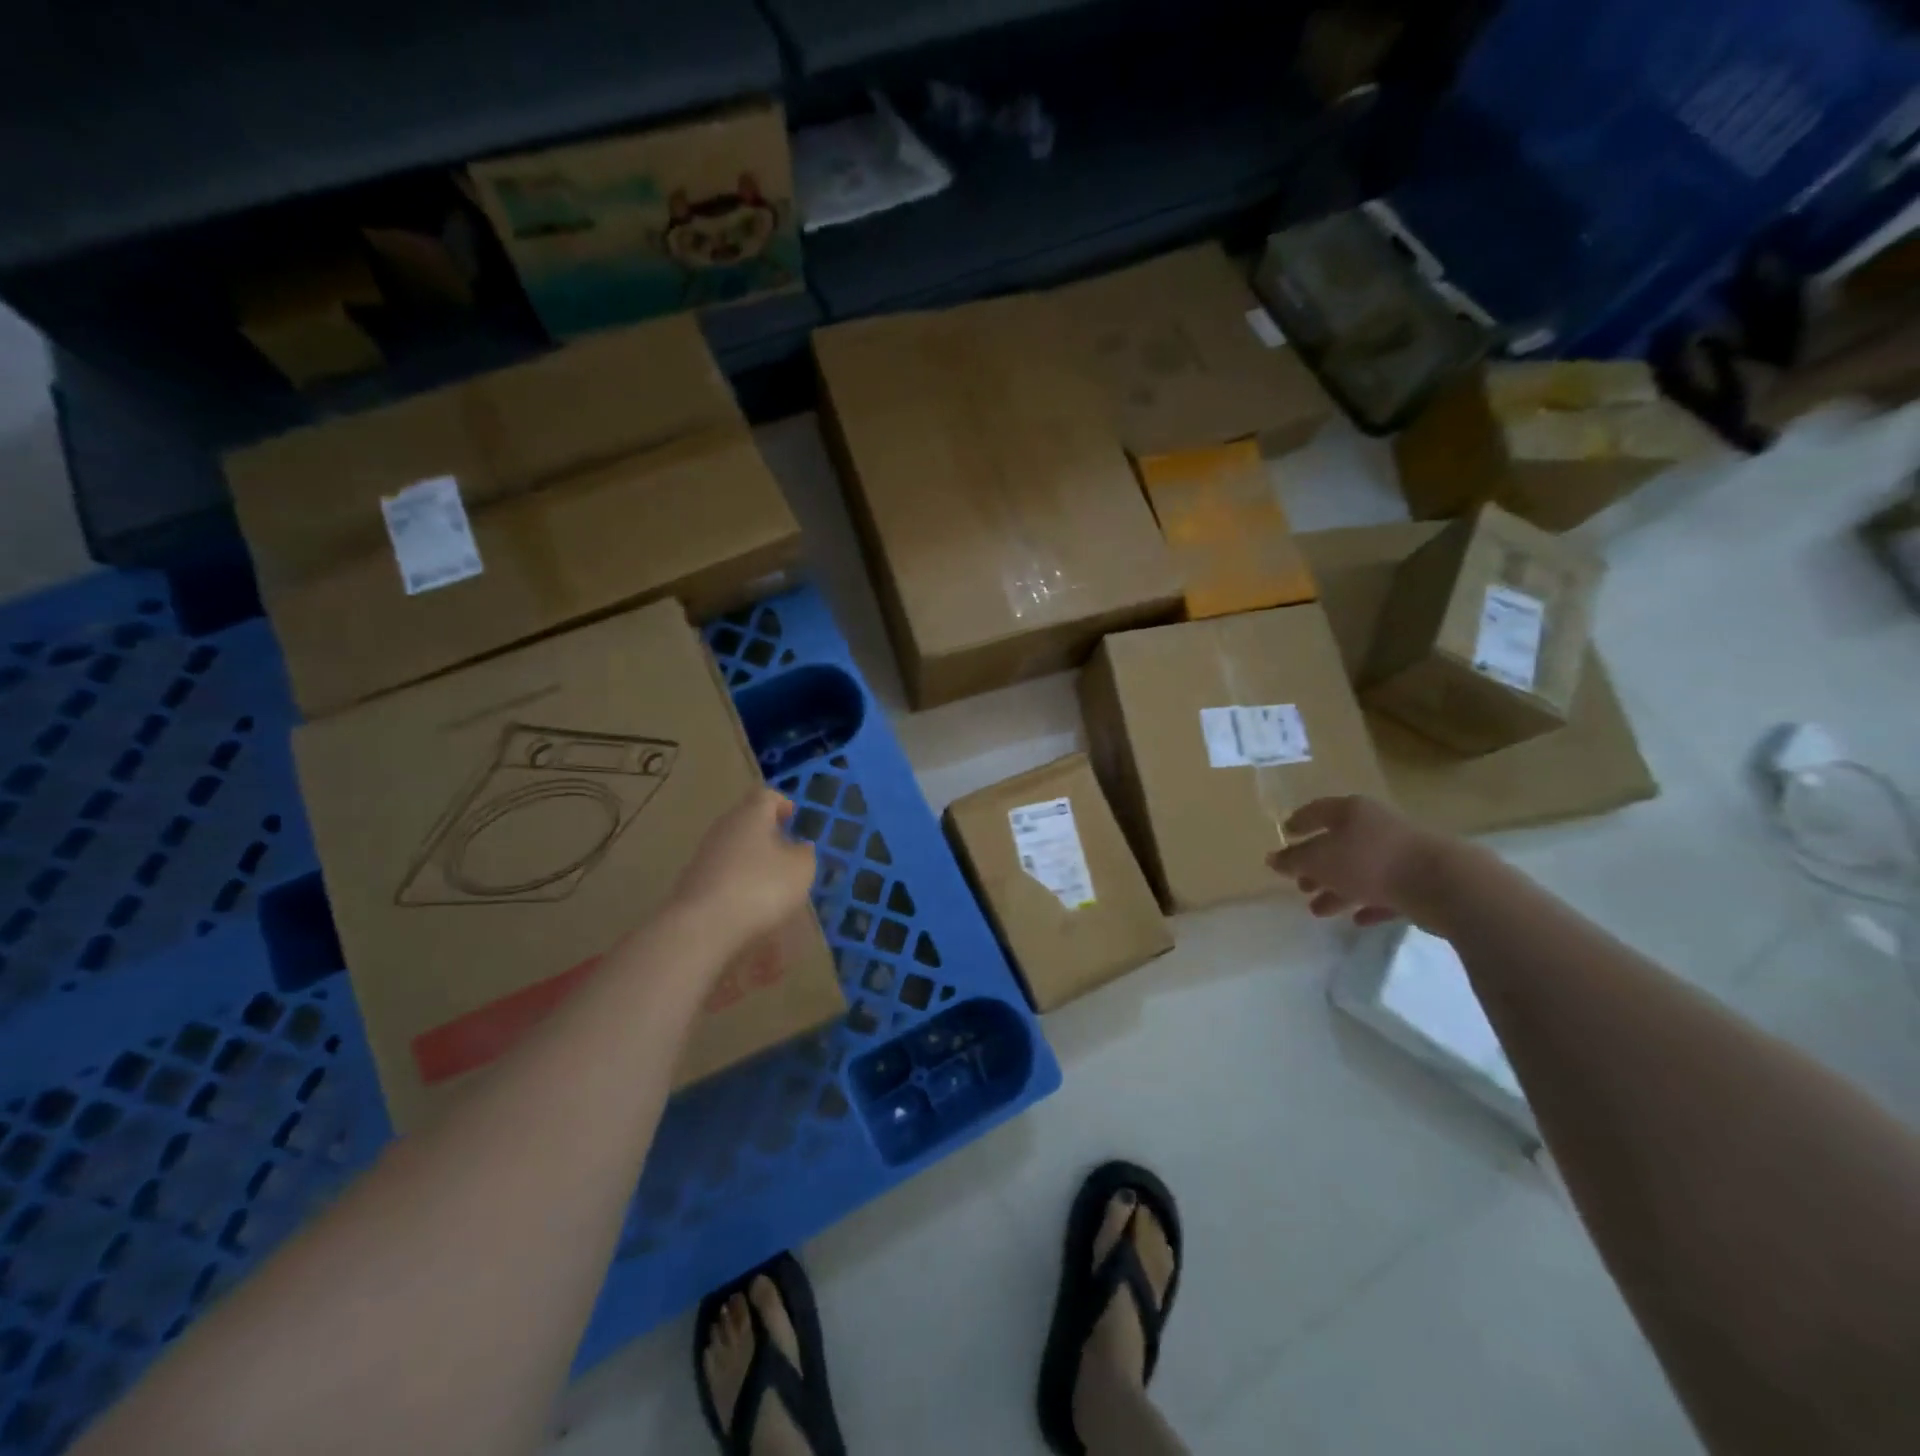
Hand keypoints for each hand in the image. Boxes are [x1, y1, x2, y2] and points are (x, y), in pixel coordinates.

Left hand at [670, 788, 817, 950]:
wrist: (702, 928)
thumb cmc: (760, 888)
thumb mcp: (800, 870)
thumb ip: (804, 854)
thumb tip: (800, 848)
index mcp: (750, 816)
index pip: (766, 796)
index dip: (782, 803)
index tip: (794, 817)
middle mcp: (723, 830)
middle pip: (747, 823)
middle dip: (768, 836)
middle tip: (788, 853)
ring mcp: (703, 858)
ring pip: (734, 852)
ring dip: (753, 864)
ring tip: (774, 888)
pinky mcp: (693, 886)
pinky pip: (723, 880)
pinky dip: (739, 889)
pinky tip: (751, 912)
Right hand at [1266, 796, 1451, 927]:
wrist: (1443, 883)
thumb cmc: (1370, 861)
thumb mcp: (1320, 861)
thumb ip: (1294, 861)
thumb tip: (1272, 859)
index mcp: (1352, 811)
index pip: (1317, 811)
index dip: (1298, 822)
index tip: (1285, 834)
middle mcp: (1377, 825)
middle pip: (1339, 843)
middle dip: (1317, 866)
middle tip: (1300, 884)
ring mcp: (1402, 852)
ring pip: (1361, 870)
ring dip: (1338, 889)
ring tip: (1319, 911)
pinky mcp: (1421, 879)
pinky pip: (1387, 890)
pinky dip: (1369, 902)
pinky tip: (1357, 919)